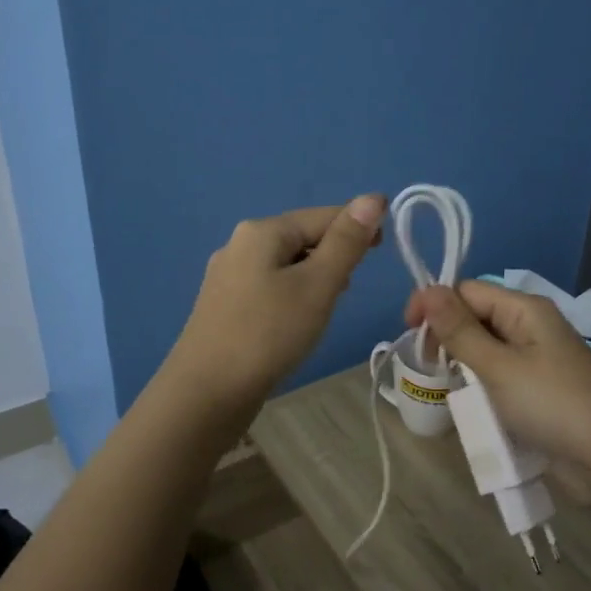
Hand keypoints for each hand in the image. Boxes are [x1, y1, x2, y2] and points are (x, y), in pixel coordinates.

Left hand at [166, 196, 386, 411]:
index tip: (385, 249)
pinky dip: (292, 294)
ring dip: (314, 275)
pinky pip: (269, 285)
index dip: (358, 226)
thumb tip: (373, 198)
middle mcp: (240, 243)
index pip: (323, 215)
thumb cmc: (268, 334)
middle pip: (302, 237)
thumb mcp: (318, 285)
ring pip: (286, 263)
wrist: (205, 393)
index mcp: (263, 230)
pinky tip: (298, 320)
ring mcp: (227, 275)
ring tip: (330, 304)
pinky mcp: (224, 305)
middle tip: (351, 287)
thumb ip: (346, 242)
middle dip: (334, 253)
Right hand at [405, 279, 590, 467]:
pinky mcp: (539, 389)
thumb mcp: (497, 366)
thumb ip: (459, 330)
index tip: (409, 333)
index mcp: (525, 309)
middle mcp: (531, 326)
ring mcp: (537, 359)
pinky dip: (481, 387)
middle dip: (447, 337)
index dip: (435, 305)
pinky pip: (499, 376)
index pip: (467, 291)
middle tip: (430, 368)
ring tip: (449, 389)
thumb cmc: (551, 404)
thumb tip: (428, 289)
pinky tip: (472, 406)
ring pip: (485, 349)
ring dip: (463, 365)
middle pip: (475, 317)